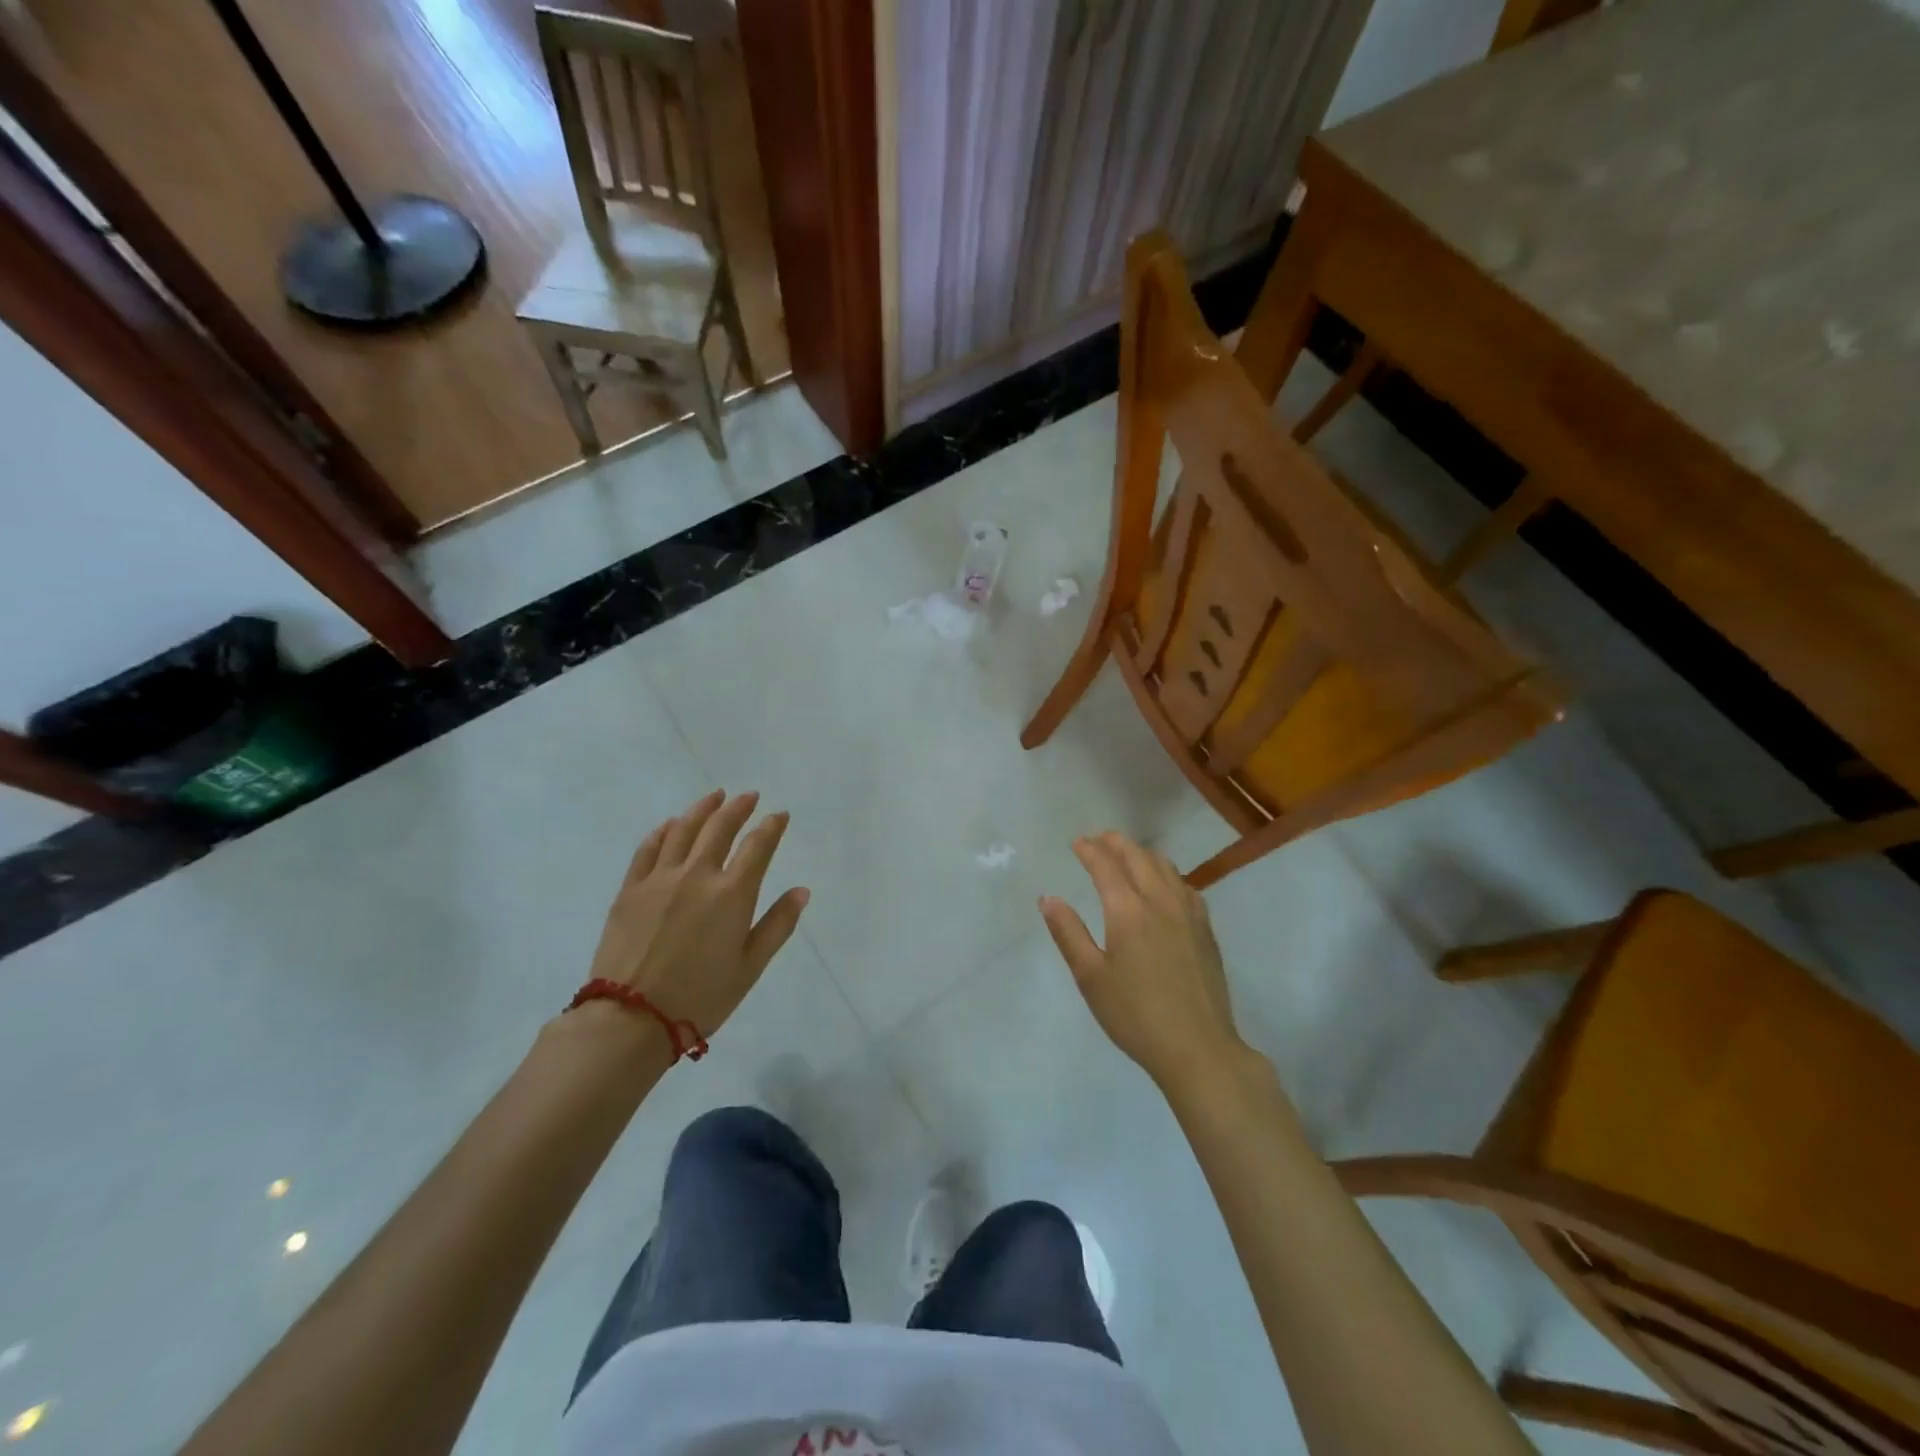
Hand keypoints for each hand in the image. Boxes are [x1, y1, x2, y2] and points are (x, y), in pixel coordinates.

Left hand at [586, 790, 809, 1045]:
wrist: (630, 1019)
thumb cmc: (700, 997)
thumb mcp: (750, 967)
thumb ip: (778, 925)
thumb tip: (801, 891)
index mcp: (732, 893)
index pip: (758, 846)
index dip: (771, 826)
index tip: (779, 815)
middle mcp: (697, 875)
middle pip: (720, 828)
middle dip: (738, 808)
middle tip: (749, 796)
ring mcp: (660, 878)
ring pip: (683, 830)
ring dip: (702, 809)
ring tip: (714, 797)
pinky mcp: (630, 889)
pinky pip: (648, 848)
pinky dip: (663, 831)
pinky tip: (671, 824)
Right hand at [1040, 831, 1243, 1092]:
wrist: (1198, 1047)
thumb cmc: (1135, 1015)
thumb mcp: (1090, 977)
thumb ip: (1068, 933)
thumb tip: (1049, 898)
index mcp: (1128, 911)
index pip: (1106, 866)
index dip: (1090, 850)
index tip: (1077, 842)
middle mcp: (1160, 901)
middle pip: (1138, 858)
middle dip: (1116, 843)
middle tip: (1100, 838)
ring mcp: (1188, 914)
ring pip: (1165, 867)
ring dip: (1143, 854)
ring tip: (1128, 854)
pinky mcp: (1205, 930)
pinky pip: (1185, 886)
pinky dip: (1167, 873)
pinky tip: (1165, 884)